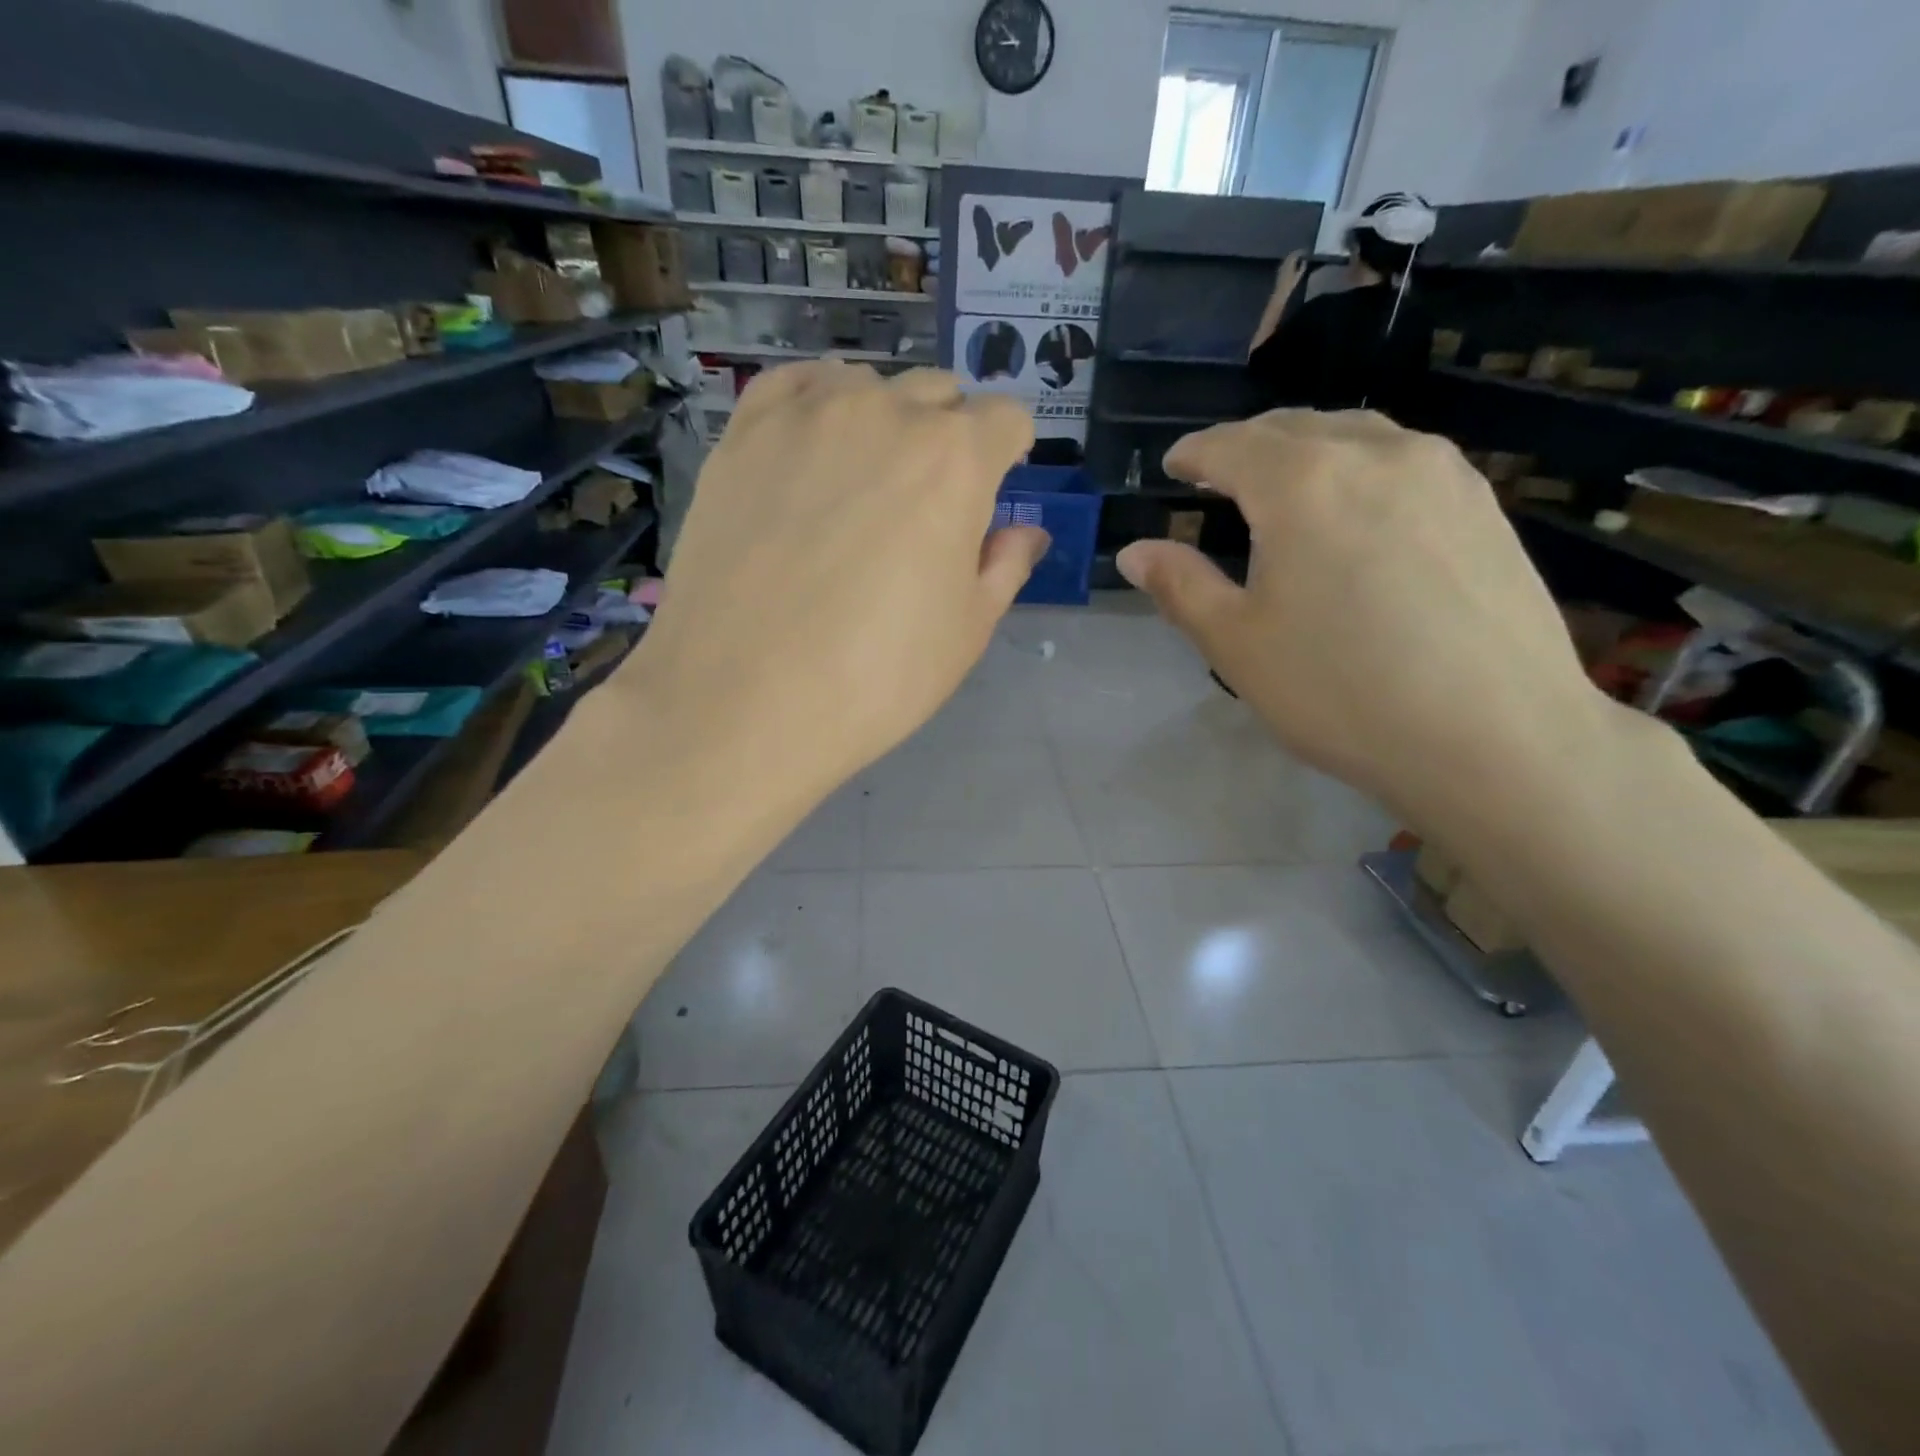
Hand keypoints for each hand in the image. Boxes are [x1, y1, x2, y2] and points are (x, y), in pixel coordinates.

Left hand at [627, 362, 1043, 795]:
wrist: (744, 700)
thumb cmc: (876, 677)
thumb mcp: (966, 632)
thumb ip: (1004, 567)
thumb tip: (1025, 532)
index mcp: (956, 460)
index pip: (1005, 419)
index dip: (1008, 453)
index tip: (994, 487)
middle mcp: (886, 414)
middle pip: (938, 394)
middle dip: (949, 435)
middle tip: (925, 501)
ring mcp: (806, 416)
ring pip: (865, 386)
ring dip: (881, 420)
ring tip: (860, 481)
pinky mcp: (743, 434)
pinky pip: (793, 387)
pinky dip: (815, 406)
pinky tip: (808, 451)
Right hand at [1114, 410, 1611, 827]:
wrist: (1496, 737)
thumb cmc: (1341, 691)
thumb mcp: (1237, 645)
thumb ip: (1182, 587)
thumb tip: (1136, 552)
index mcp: (1301, 482)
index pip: (1229, 446)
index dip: (1193, 454)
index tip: (1172, 466)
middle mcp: (1374, 452)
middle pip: (1292, 427)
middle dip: (1246, 444)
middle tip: (1217, 474)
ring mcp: (1440, 471)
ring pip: (1354, 433)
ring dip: (1305, 447)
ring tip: (1283, 483)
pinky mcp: (1482, 502)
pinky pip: (1402, 459)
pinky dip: (1358, 466)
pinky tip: (1357, 509)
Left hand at [1276, 250, 1308, 292]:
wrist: (1280, 291)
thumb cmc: (1290, 284)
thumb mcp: (1299, 276)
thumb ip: (1302, 267)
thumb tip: (1304, 261)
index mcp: (1290, 263)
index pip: (1295, 254)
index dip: (1300, 251)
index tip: (1305, 251)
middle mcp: (1285, 263)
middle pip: (1290, 254)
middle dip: (1296, 252)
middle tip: (1301, 252)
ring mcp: (1281, 266)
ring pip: (1287, 258)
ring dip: (1292, 256)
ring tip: (1297, 256)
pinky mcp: (1279, 270)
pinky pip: (1285, 262)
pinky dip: (1289, 260)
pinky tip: (1291, 262)